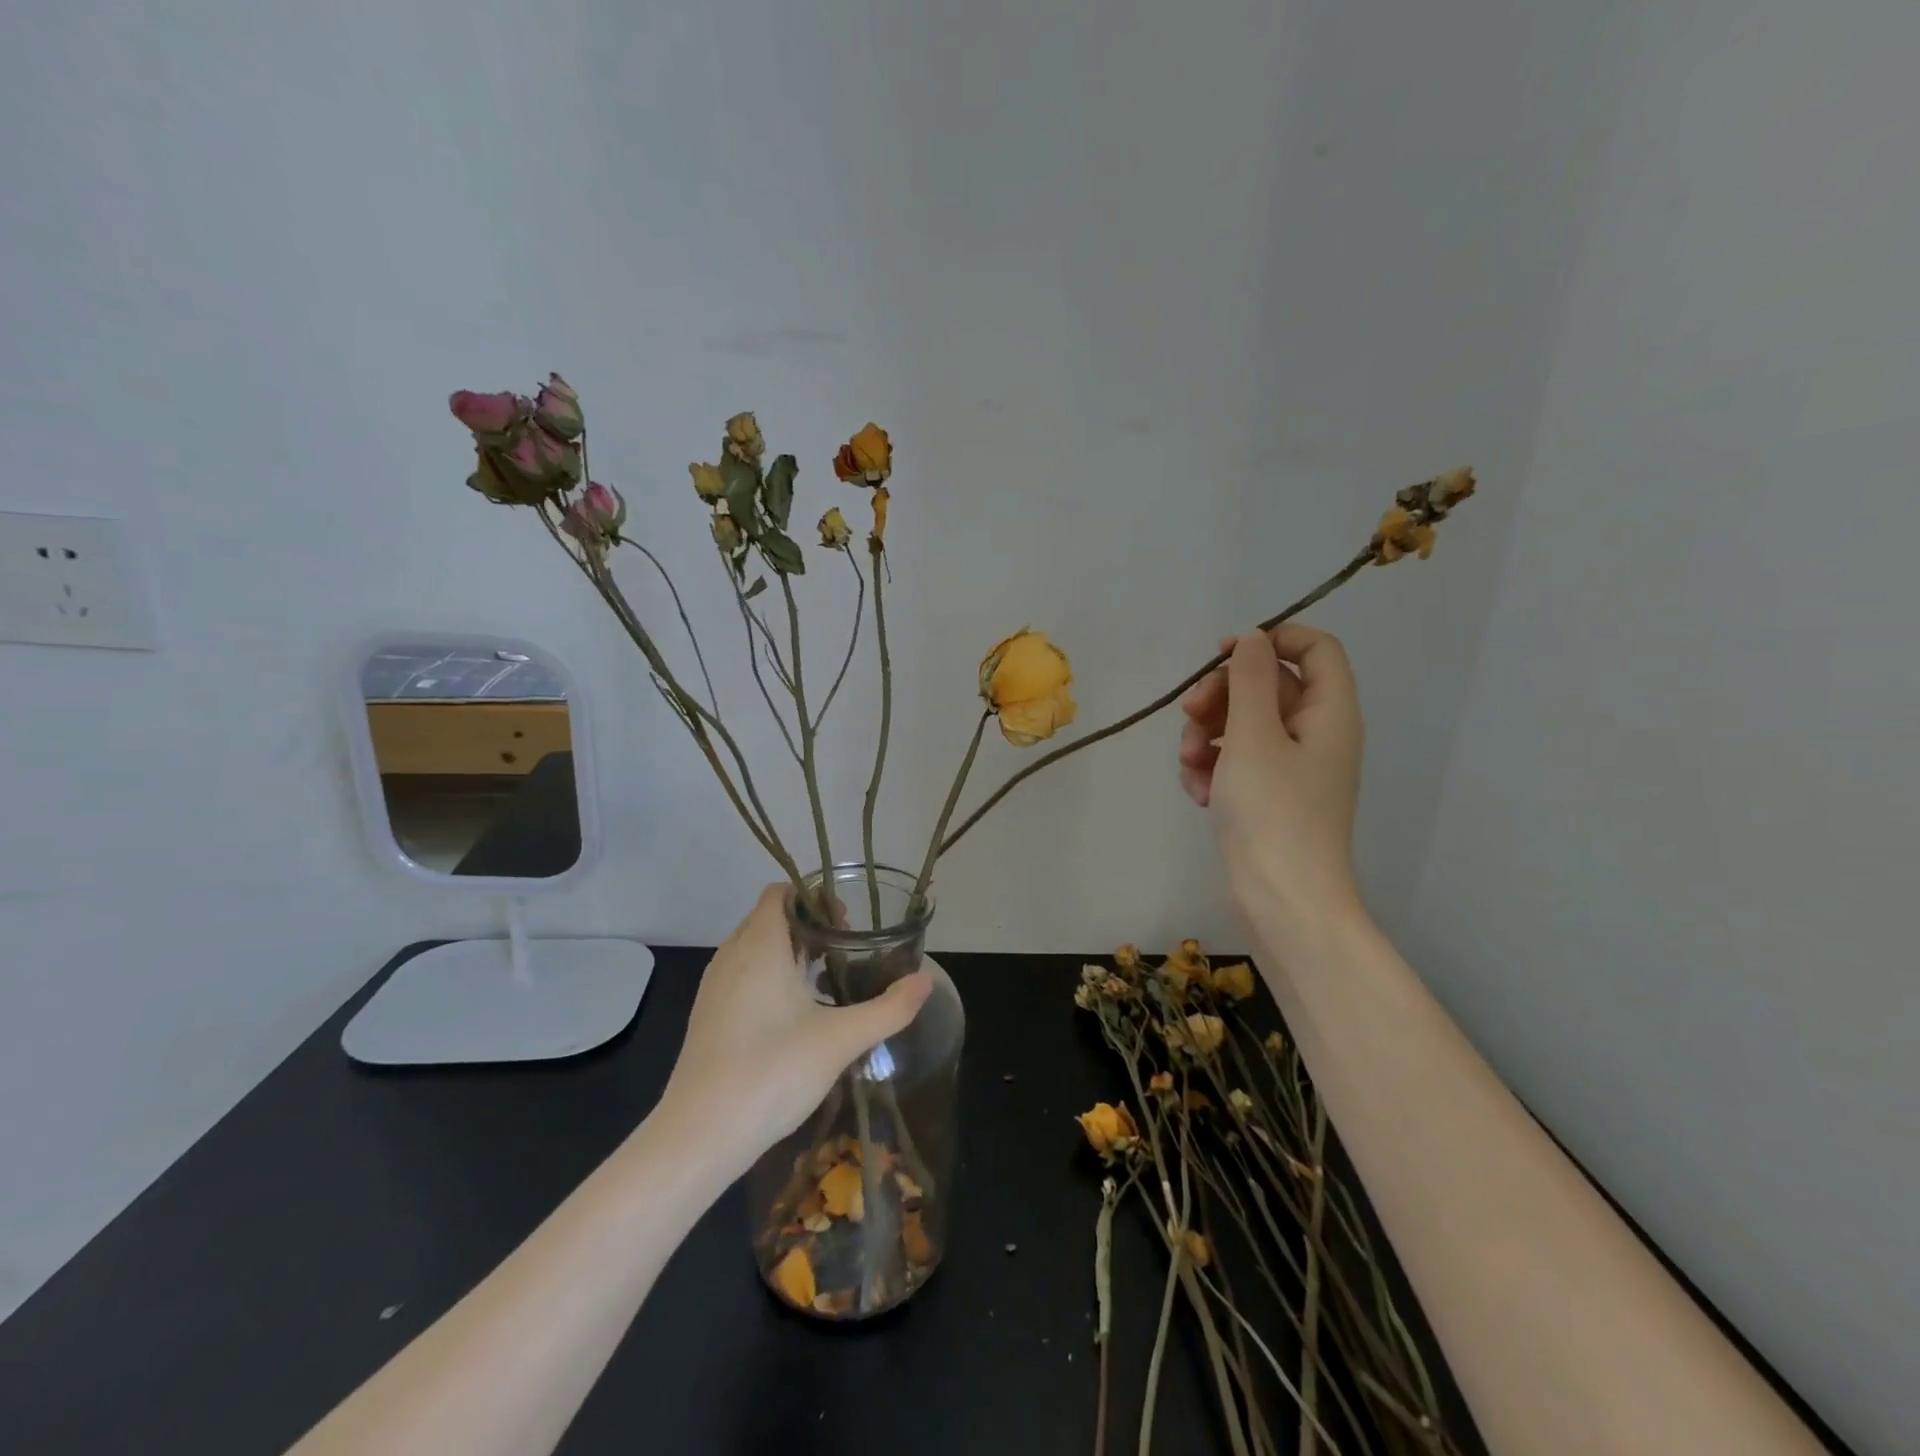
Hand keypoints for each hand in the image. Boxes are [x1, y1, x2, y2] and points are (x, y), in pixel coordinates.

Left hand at [659, 885, 931, 1174]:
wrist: (699, 1136)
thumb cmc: (772, 1071)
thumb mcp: (841, 1040)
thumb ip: (889, 1009)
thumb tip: (926, 981)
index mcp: (759, 945)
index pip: (780, 893)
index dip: (814, 897)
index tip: (847, 922)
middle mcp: (731, 955)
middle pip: (770, 918)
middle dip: (808, 925)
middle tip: (846, 950)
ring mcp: (714, 987)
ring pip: (754, 949)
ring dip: (789, 952)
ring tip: (825, 980)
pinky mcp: (707, 1017)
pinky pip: (743, 976)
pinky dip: (770, 978)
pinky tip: (794, 1015)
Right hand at [1178, 623, 1366, 935]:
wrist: (1283, 900)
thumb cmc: (1273, 812)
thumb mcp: (1253, 736)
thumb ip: (1250, 680)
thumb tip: (1253, 639)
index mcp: (1328, 713)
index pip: (1315, 648)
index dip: (1271, 640)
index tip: (1222, 655)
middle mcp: (1315, 735)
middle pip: (1268, 686)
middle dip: (1221, 695)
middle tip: (1188, 713)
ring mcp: (1291, 768)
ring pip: (1243, 725)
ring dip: (1206, 735)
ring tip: (1188, 764)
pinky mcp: (1268, 797)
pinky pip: (1236, 762)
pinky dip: (1212, 769)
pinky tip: (1197, 792)